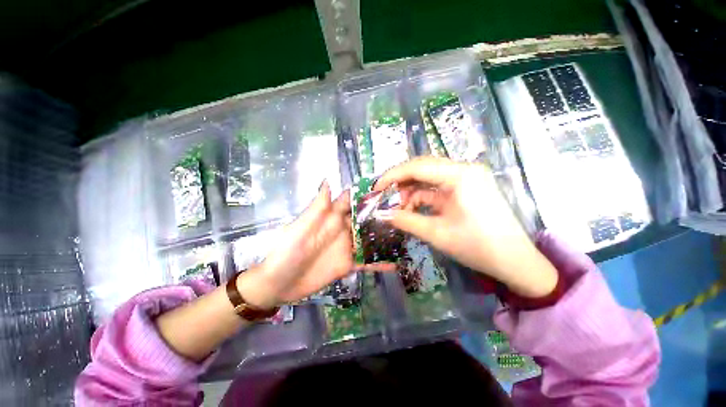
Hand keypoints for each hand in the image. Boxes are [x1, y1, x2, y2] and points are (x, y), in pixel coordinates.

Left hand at [238, 181, 393, 308]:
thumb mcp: (299, 228)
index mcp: (331, 218)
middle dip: (383, 215)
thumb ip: (317, 208)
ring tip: (406, 235)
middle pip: (365, 219)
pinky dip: (379, 262)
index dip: (367, 194)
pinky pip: (366, 261)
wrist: (279, 284)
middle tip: (405, 212)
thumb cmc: (286, 252)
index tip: (387, 189)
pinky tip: (395, 262)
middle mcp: (342, 229)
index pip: (351, 201)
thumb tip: (328, 180)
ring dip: (385, 237)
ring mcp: (347, 247)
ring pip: (369, 239)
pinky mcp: (348, 264)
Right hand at [374, 157, 556, 297]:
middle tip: (384, 198)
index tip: (376, 188)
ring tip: (398, 208)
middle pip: (422, 168)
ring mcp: (466, 178)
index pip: (417, 167)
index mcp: (460, 175)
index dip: (392, 176)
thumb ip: (406, 221)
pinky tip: (412, 209)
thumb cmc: (478, 247)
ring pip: (428, 178)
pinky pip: (437, 188)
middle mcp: (464, 170)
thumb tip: (382, 215)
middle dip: (400, 183)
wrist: (515, 262)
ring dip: (410, 191)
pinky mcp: (465, 189)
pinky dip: (422, 197)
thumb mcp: (437, 233)